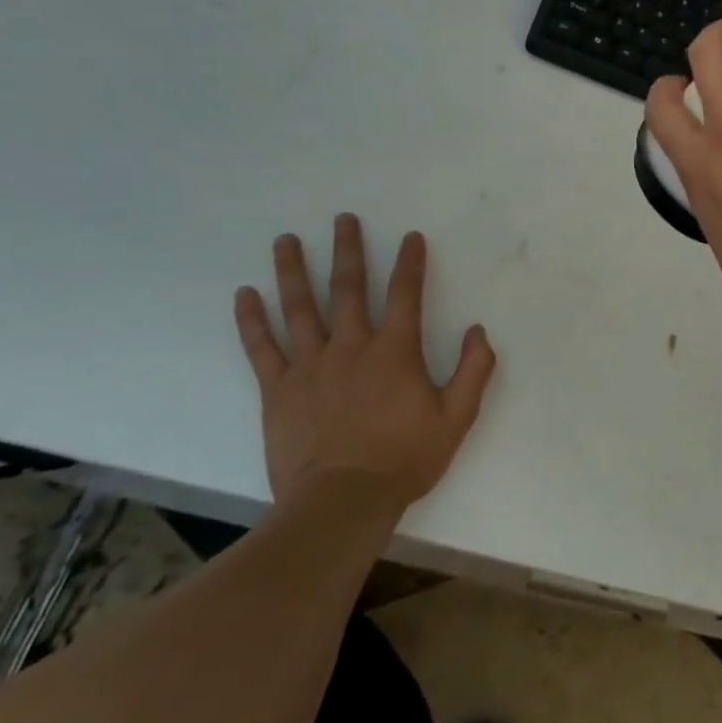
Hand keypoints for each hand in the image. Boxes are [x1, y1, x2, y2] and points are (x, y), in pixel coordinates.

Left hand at [234, 217, 496, 524]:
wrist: (342, 503)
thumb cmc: (404, 459)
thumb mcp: (456, 418)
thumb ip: (472, 371)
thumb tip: (477, 331)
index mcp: (395, 352)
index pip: (406, 294)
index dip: (410, 263)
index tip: (410, 237)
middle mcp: (351, 347)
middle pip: (349, 288)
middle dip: (349, 250)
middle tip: (342, 219)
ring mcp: (310, 366)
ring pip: (300, 307)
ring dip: (294, 270)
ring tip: (286, 240)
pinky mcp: (278, 389)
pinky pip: (262, 347)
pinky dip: (252, 319)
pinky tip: (244, 294)